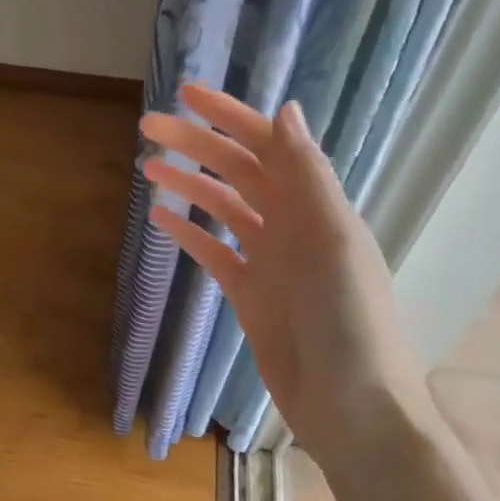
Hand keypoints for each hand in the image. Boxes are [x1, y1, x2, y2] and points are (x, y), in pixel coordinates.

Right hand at [141, 84, 429, 458]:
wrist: (352, 406)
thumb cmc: (350, 320)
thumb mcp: (334, 240)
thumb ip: (307, 176)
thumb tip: (284, 109)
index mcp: (317, 205)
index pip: (268, 145)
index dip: (230, 116)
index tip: (186, 94)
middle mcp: (293, 224)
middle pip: (238, 171)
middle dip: (196, 145)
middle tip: (147, 126)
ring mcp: (270, 260)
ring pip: (222, 207)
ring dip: (189, 183)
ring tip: (147, 165)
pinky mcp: (249, 293)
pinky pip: (214, 252)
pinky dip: (188, 232)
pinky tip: (160, 218)